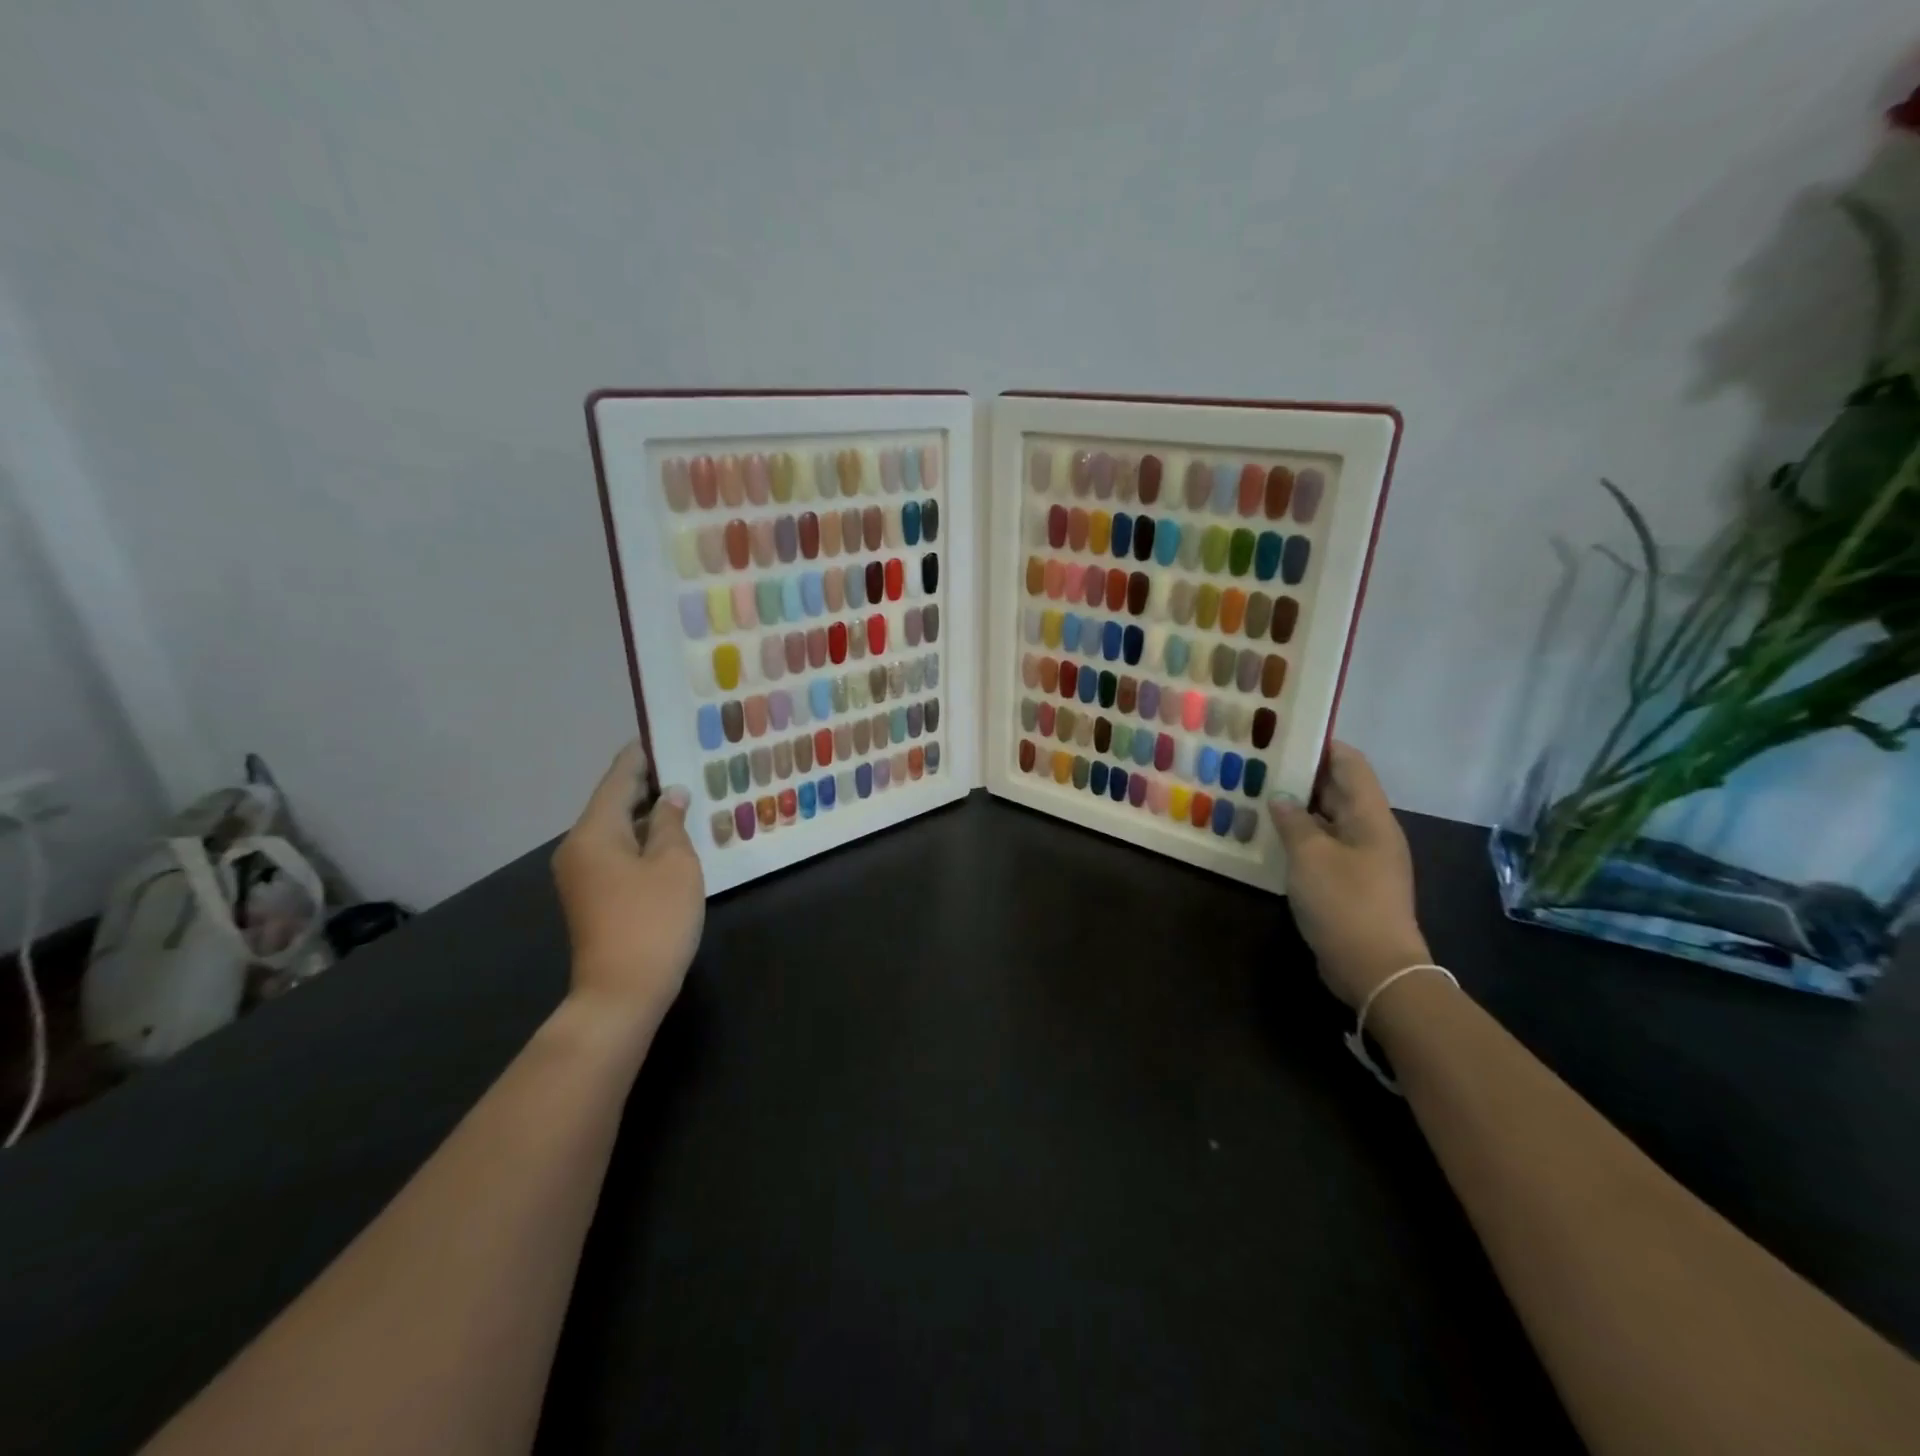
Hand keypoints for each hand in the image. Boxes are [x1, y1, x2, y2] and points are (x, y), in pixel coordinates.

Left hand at [552, 743, 704, 1033]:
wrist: (621, 993)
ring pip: (616, 829)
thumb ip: (672, 823)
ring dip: (648, 813)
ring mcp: (581, 875)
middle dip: (647, 783)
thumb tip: (671, 796)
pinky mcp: (592, 897)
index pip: (618, 779)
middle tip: (684, 764)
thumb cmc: (653, 920)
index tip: (659, 734)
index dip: (640, 756)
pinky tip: (671, 837)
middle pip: (613, 803)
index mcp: (594, 832)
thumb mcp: (674, 864)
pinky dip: (642, 838)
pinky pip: (617, 852)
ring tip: (685, 795)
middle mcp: (578, 847)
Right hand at [1269, 742, 1430, 1008]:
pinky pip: (1325, 847)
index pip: (1350, 764)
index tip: (1288, 733)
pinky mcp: (1352, 883)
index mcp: (1371, 816)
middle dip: (1303, 776)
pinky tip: (1272, 838)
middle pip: (1338, 790)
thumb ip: (1293, 821)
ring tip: (1259, 795)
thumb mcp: (1310, 856)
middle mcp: (1371, 831)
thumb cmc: (1345, 902)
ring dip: (1299, 808)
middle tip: (1262, 764)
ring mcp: (1363, 859)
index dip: (1322, 745)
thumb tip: (1282, 799)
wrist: (1375, 969)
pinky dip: (1302, 837)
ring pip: (1329, 820)